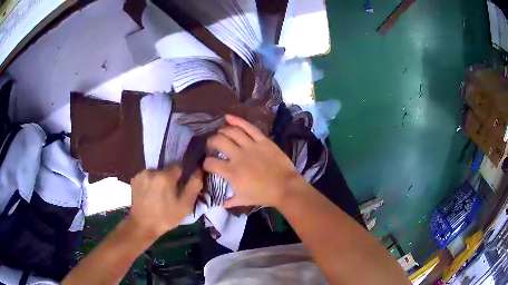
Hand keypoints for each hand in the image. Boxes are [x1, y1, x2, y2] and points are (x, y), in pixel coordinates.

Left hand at [129, 165, 202, 238]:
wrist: (143, 226)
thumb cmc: (166, 217)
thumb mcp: (185, 206)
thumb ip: (194, 186)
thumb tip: (198, 170)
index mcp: (165, 176)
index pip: (179, 166)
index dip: (182, 176)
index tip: (181, 187)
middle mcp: (152, 171)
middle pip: (166, 170)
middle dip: (170, 179)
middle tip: (170, 194)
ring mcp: (141, 174)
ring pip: (156, 173)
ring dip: (159, 180)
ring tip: (159, 195)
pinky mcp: (134, 179)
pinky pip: (147, 177)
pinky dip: (150, 183)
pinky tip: (150, 195)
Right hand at [204, 115, 301, 207]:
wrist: (286, 187)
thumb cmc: (264, 195)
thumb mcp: (244, 200)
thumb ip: (230, 201)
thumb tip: (221, 203)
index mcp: (232, 172)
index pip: (210, 163)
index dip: (205, 163)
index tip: (208, 164)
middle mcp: (238, 156)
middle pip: (218, 141)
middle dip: (211, 142)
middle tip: (212, 145)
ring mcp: (251, 146)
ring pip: (231, 132)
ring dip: (222, 131)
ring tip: (220, 134)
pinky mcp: (262, 140)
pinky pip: (248, 127)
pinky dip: (237, 120)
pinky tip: (228, 117)